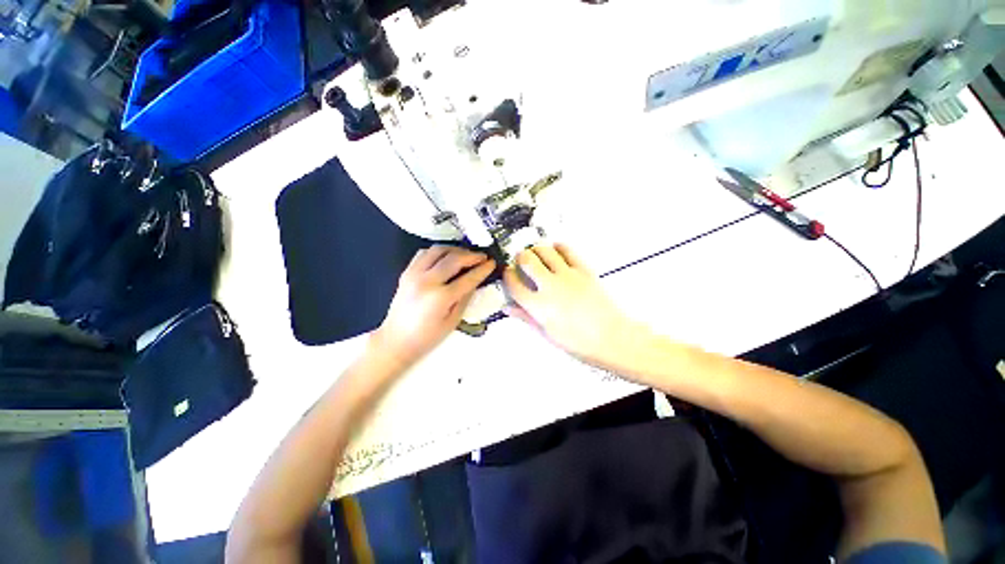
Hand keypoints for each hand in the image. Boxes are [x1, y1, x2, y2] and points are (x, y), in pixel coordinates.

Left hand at [373, 245, 495, 368]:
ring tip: (465, 255)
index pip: (468, 278)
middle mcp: (427, 281)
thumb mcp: (452, 322)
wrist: (395, 340)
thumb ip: (465, 299)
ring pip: (438, 250)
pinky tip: (445, 257)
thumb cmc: (427, 337)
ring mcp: (414, 274)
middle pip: (454, 259)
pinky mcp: (406, 272)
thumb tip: (475, 281)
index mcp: (441, 297)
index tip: (492, 263)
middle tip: (482, 257)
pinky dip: (438, 252)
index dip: (482, 269)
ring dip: (455, 250)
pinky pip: (424, 253)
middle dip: (471, 256)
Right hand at [502, 244, 644, 369]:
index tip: (508, 274)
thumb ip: (526, 317)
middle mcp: (550, 287)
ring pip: (544, 250)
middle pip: (526, 260)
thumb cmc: (578, 342)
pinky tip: (556, 250)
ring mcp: (567, 276)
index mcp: (538, 306)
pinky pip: (567, 250)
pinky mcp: (584, 270)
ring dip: (536, 249)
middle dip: (519, 257)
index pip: (514, 284)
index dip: (507, 276)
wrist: (611, 337)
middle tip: (521, 261)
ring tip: (537, 254)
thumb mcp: (547, 333)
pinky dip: (558, 246)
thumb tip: (508, 308)